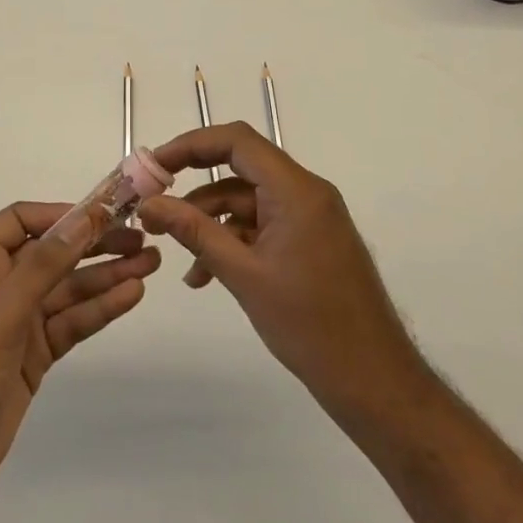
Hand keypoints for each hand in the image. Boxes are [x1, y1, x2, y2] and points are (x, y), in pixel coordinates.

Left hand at [0, 200, 158, 522]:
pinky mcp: (32, 358)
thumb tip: (85, 217)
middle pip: (52, 254)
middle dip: (94, 245)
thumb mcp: (1, 312)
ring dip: (106, 277)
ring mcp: (16, 324)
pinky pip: (70, 323)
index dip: (62, 214)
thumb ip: (45, 264)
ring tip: (150, 265)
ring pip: (67, 290)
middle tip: (142, 239)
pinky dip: (98, 310)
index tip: (104, 214)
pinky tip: (130, 296)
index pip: (22, 221)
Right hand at [137, 122, 427, 422]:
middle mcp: (306, 191)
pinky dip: (233, 240)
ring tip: (177, 255)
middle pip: (240, 167)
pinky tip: (205, 275)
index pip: (237, 141)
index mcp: (296, 189)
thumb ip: (194, 232)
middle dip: (194, 184)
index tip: (155, 165)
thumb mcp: (242, 274)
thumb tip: (148, 204)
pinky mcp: (311, 240)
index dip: (191, 145)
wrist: (373, 380)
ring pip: (248, 199)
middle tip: (155, 201)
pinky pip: (263, 224)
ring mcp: (310, 216)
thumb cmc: (309, 324)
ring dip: (210, 221)